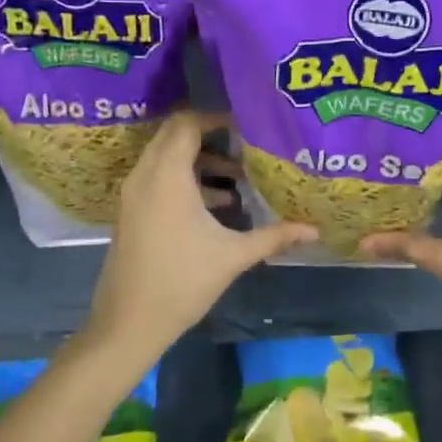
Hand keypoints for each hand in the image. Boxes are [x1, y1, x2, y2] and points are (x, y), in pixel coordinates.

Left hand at [86, 113, 315, 361]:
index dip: (217, 117)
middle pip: (175, 134)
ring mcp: (134, 193)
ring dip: (199, 158)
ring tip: (238, 175)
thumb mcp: (233, 256)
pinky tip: (218, 202)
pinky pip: (158, 176)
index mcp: (167, 176)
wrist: (127, 324)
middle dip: (210, 134)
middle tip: (246, 143)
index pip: (187, 124)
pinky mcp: (132, 211)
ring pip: (166, 156)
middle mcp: (145, 175)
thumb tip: (314, 229)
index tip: (247, 126)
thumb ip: (274, 236)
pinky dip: (185, 177)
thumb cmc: (182, 283)